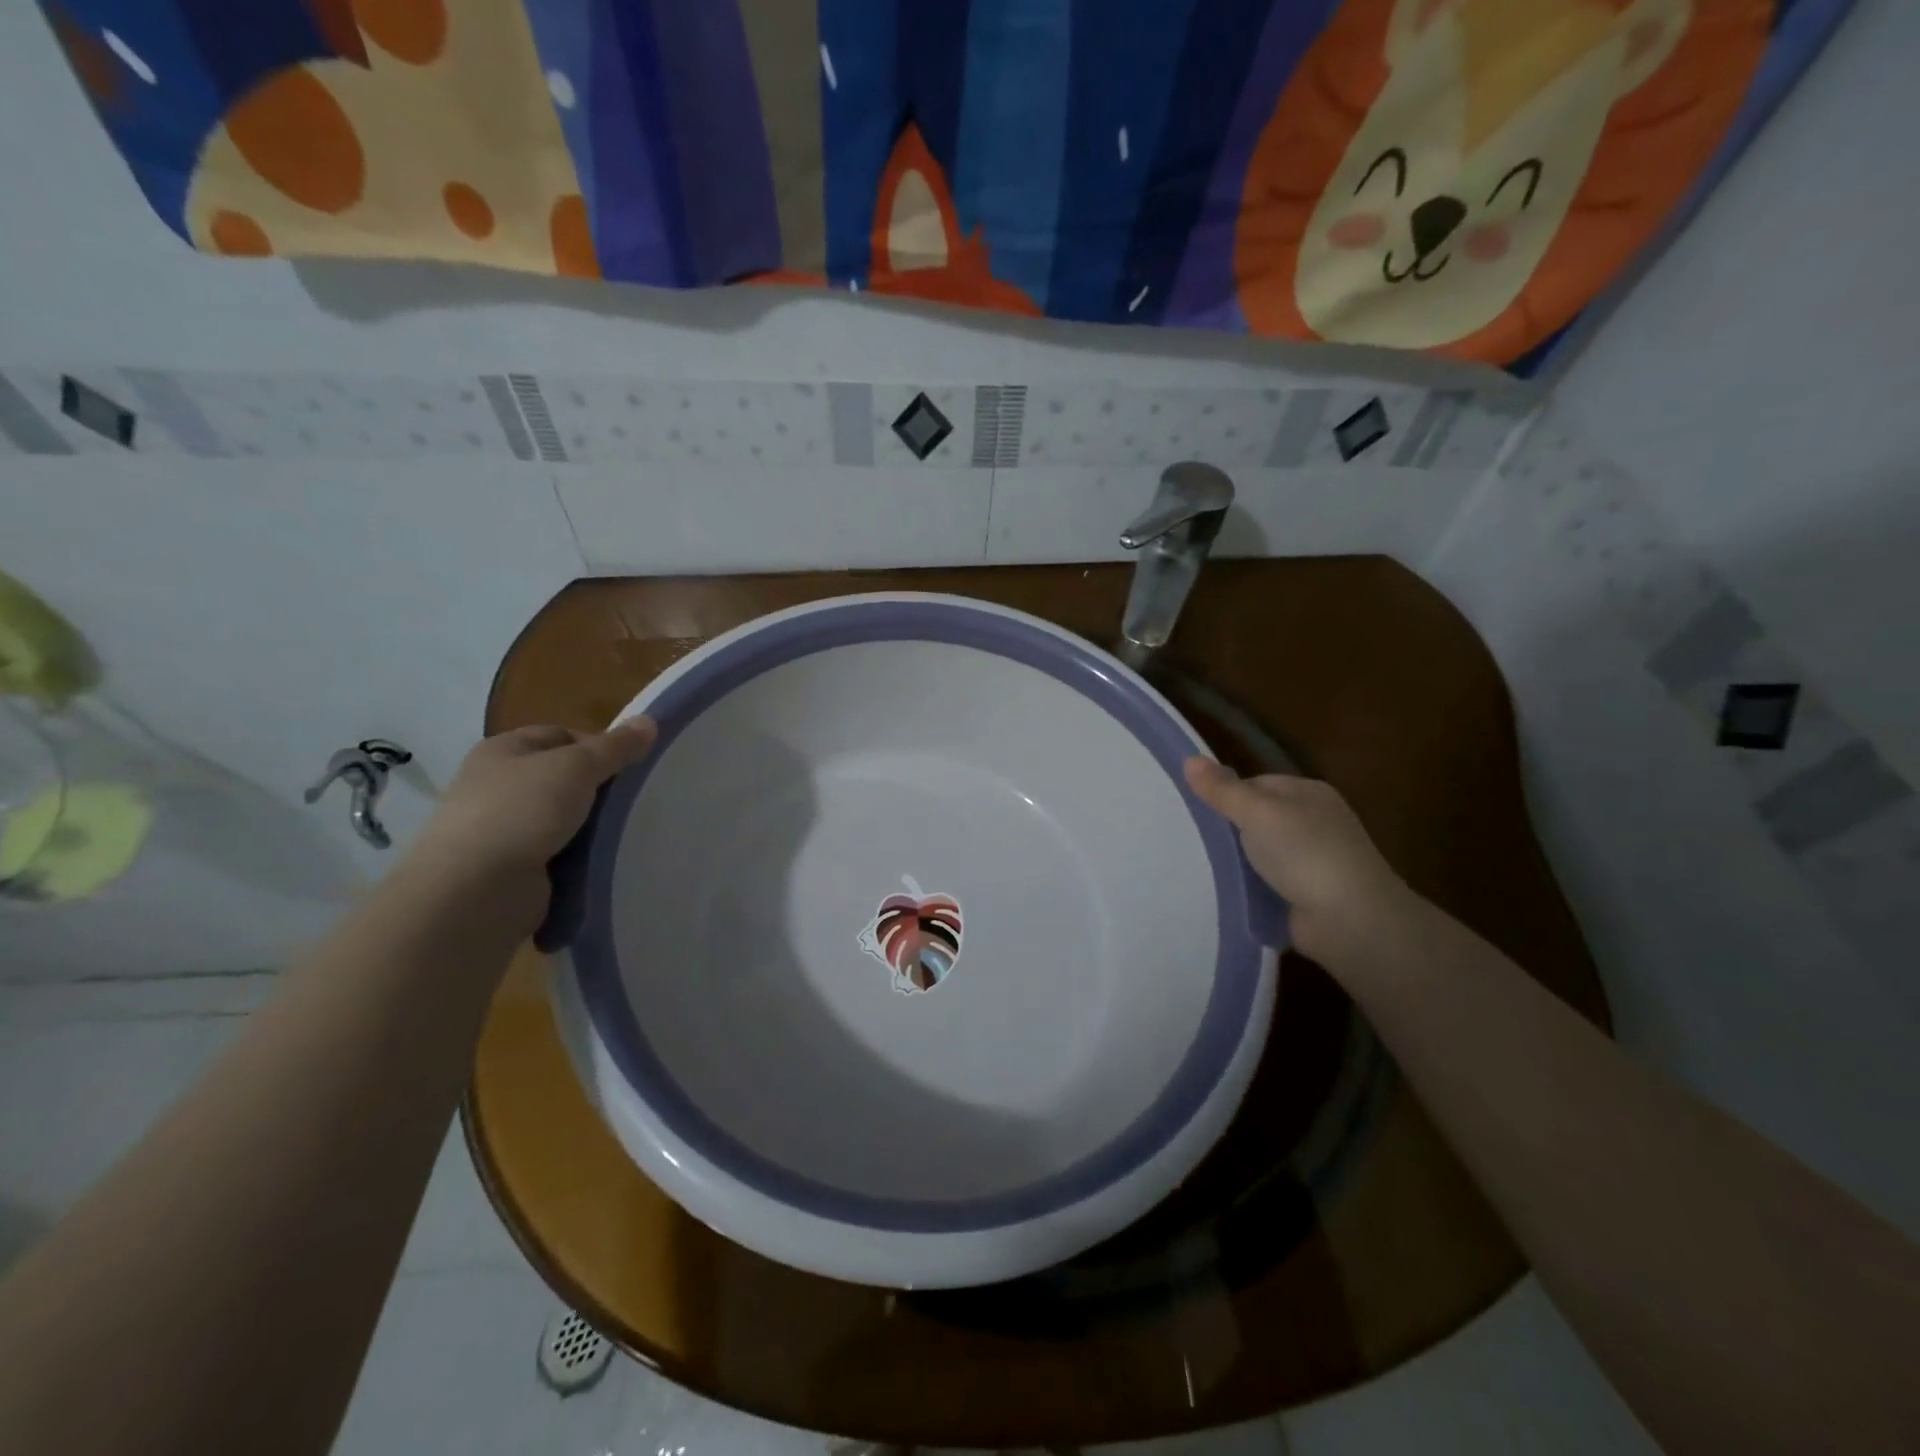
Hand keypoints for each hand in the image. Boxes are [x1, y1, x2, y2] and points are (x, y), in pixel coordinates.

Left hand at [409, 720, 657, 899]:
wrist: (474, 891)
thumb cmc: (522, 812)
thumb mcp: (577, 767)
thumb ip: (615, 747)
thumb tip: (650, 721)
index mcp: (503, 750)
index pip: (561, 735)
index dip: (598, 745)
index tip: (630, 766)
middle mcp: (497, 785)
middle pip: (563, 777)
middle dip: (598, 788)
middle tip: (634, 800)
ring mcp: (502, 829)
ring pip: (563, 817)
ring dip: (591, 826)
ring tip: (627, 832)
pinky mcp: (511, 867)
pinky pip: (557, 853)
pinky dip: (579, 856)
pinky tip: (602, 860)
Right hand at [1183, 758, 1416, 965]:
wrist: (1349, 921)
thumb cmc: (1305, 854)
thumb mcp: (1258, 814)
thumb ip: (1222, 790)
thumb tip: (1188, 759)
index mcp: (1308, 794)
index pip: (1256, 784)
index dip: (1226, 794)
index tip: (1195, 811)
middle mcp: (1312, 823)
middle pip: (1257, 818)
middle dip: (1228, 830)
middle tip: (1189, 839)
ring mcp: (1311, 861)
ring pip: (1259, 853)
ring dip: (1235, 862)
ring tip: (1195, 866)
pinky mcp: (1304, 895)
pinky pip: (1265, 883)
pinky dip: (1247, 887)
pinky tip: (1222, 891)